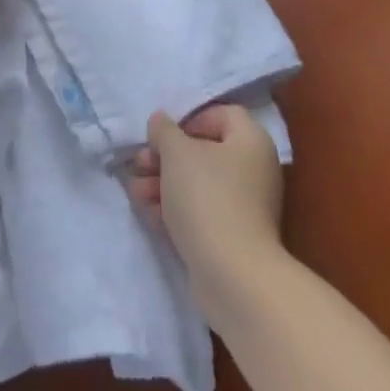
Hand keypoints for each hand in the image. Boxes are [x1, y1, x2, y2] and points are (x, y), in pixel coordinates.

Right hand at [128, 105, 285, 314]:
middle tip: (140, 163)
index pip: (221, 114)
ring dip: (164, 183)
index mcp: (251, 140)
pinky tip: (148, 214)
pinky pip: (202, 212)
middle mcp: (254, 169)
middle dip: (166, 157)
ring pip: (199, 184)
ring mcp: (246, 206)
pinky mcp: (233, 237)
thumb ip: (164, 130)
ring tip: (135, 192)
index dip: (189, 119)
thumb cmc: (207, 198)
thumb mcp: (177, 153)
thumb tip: (160, 121)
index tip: (163, 136)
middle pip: (205, 151)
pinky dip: (176, 210)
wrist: (233, 276)